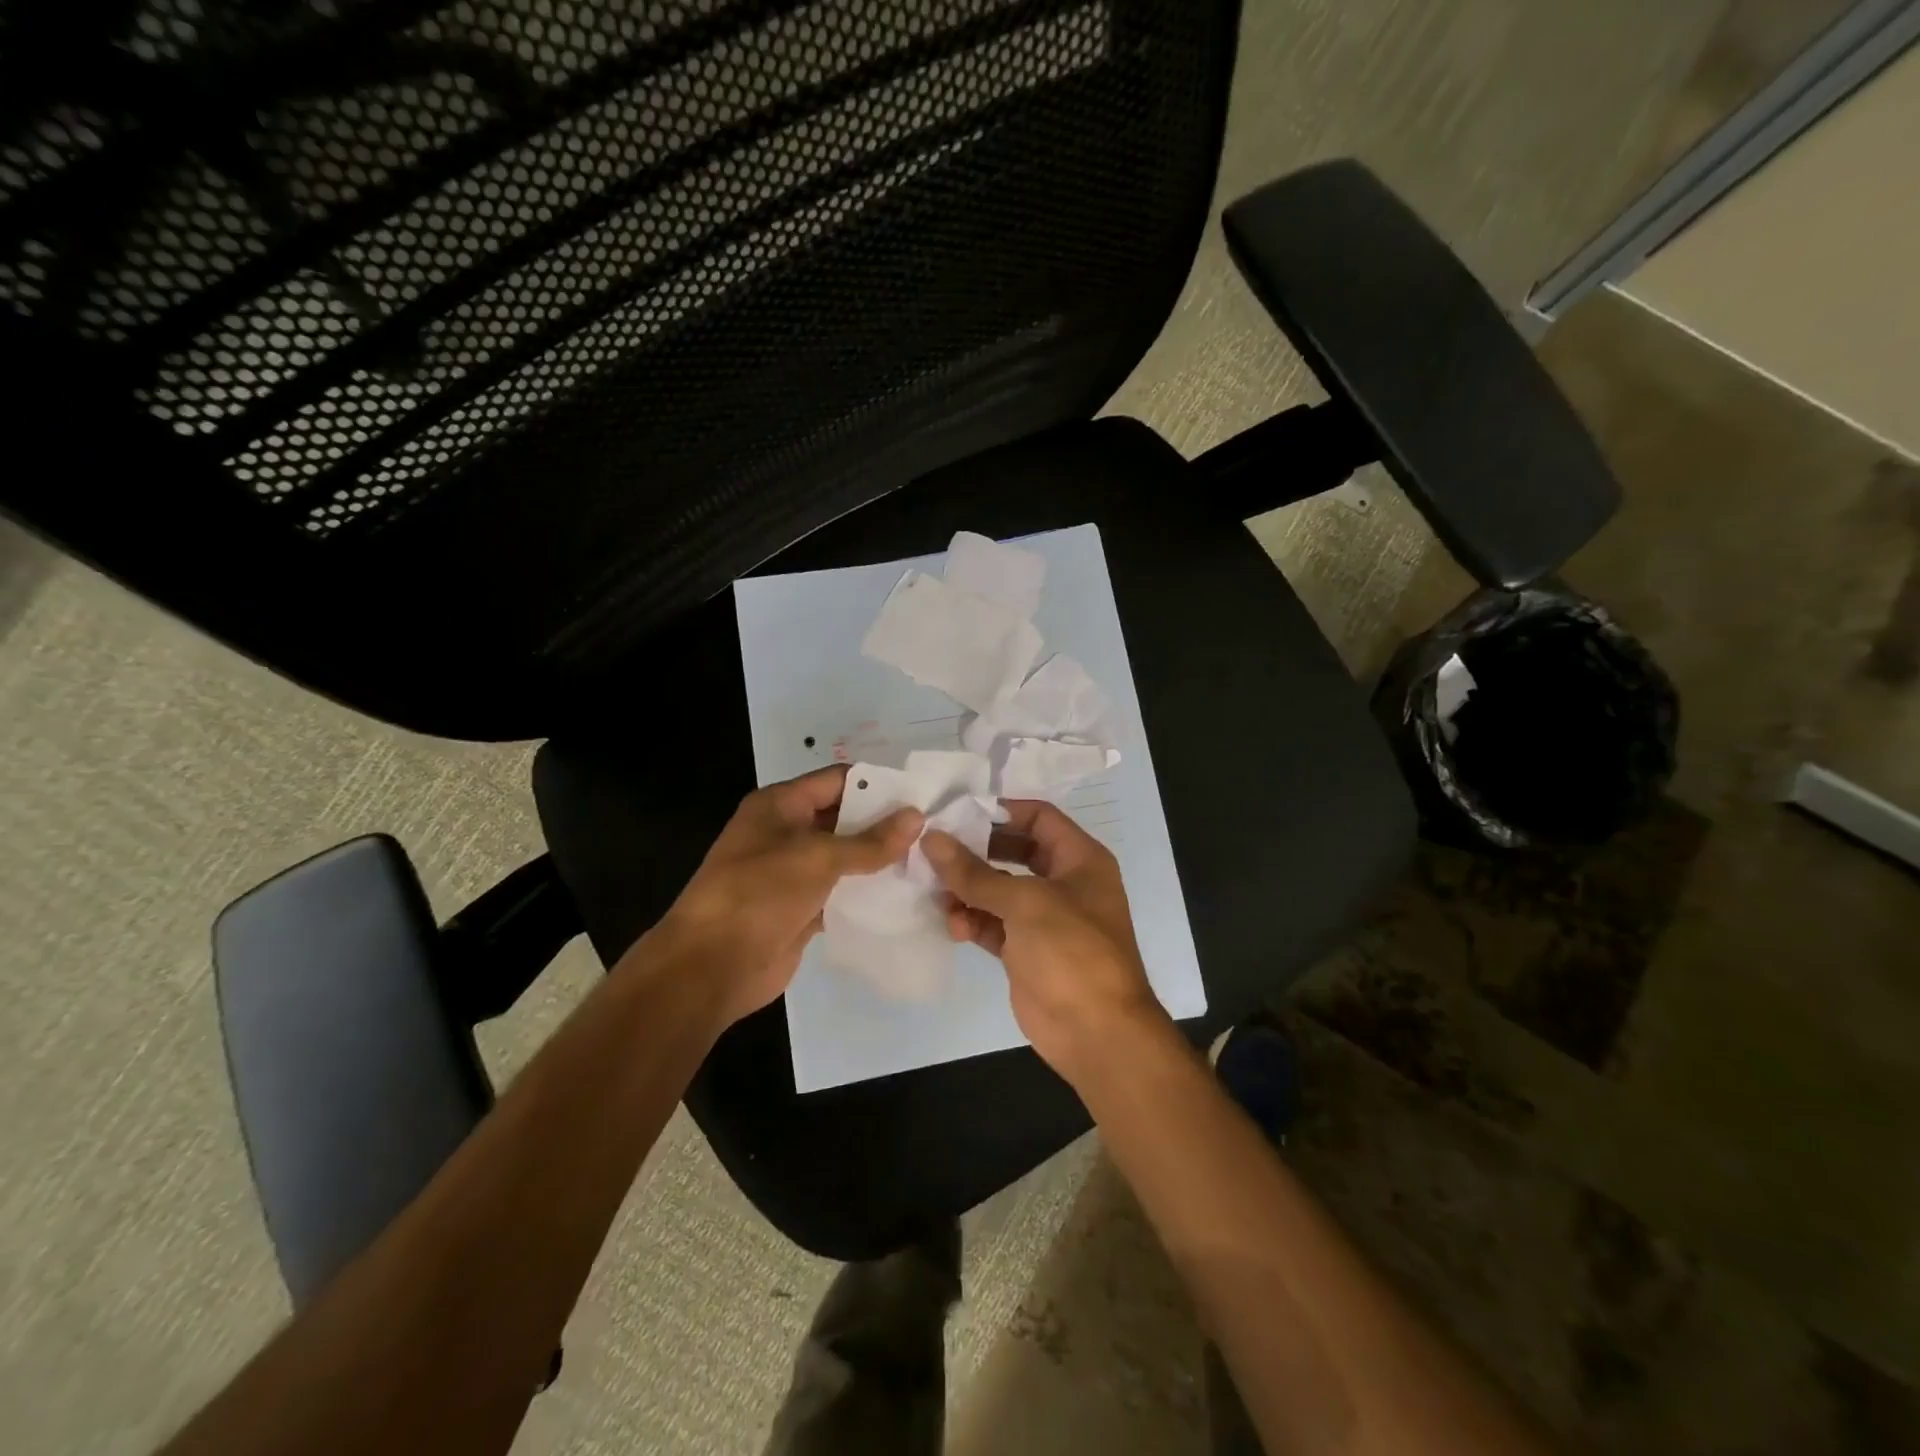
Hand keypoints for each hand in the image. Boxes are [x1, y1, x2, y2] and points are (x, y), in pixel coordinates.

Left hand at [654, 766, 921, 1025]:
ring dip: (879, 860)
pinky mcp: (801, 908)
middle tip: (933, 830)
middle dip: (884, 824)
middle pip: (844, 818)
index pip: (837, 780)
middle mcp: (786, 832)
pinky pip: (841, 892)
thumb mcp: (817, 858)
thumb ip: (870, 841)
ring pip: (845, 858)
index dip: (877, 784)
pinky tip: (904, 895)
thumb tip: (917, 817)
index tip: (920, 794)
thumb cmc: (759, 893)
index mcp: (780, 805)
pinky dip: (867, 893)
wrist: (712, 965)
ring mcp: (793, 872)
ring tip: (928, 861)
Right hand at [922, 801, 1168, 1082]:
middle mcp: (1064, 883)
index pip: (1039, 818)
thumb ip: (974, 872)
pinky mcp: (1025, 951)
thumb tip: (932, 840)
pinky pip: (992, 924)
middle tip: (935, 850)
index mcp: (1080, 859)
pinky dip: (971, 922)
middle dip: (975, 852)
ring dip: (967, 891)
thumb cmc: (1071, 951)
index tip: (958, 813)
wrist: (1096, 1032)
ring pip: (997, 891)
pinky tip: (952, 926)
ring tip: (937, 894)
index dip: (1001, 811)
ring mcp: (1044, 919)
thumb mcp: (1024, 902)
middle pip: (1013, 852)